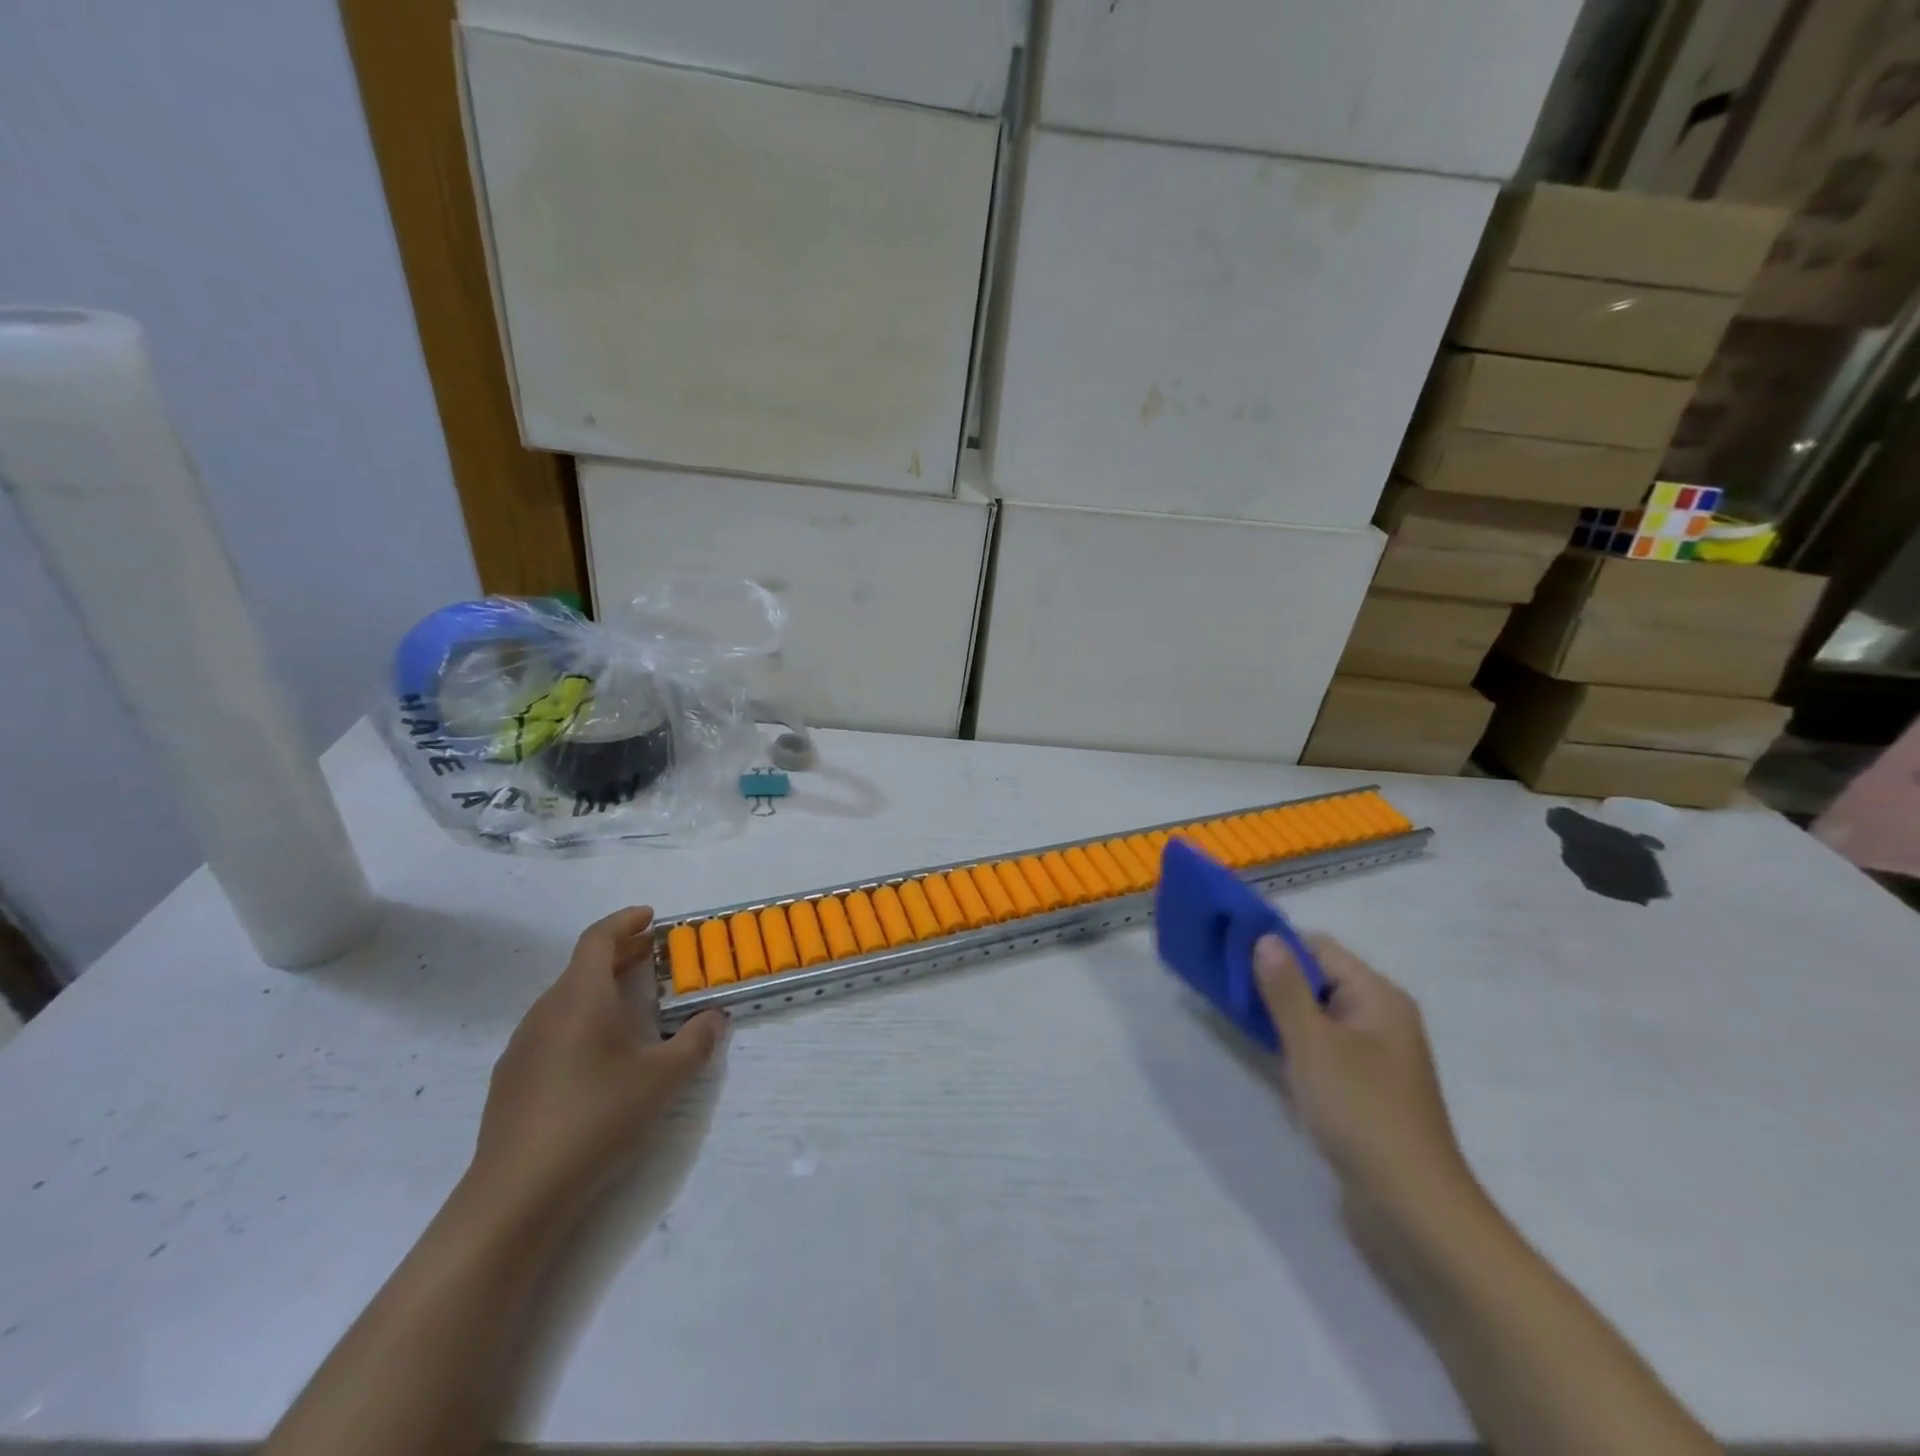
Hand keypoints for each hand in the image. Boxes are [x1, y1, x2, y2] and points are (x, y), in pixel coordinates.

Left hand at [463, 907, 725, 1235]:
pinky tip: (601, 1054)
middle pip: (582, 967)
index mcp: (580, 997)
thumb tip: (714, 1017)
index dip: (625, 921)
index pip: (598, 939)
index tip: (651, 917)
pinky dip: (582, 1020)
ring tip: (635, 1004)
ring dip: (601, 989)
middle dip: (620, 954)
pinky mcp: (512, 1079)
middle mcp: (546, 1011)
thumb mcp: (663, 1079)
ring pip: (566, 999)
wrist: (516, 1194)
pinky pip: (553, 1029)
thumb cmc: (596, 1117)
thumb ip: (696, 1041)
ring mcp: (523, 1046)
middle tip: (654, 955)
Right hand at [1254, 933, 1475, 1222]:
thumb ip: (1285, 988)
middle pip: (1317, 978)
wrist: (1413, 1211)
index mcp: (1378, 997)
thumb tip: (1264, 937)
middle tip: (1222, 984)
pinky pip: (1321, 1048)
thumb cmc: (1362, 1114)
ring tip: (1233, 1014)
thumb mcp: (1314, 1045)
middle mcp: (1379, 1018)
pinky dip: (1292, 1044)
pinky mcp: (1362, 1088)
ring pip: (1316, 1015)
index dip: (1275, 945)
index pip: (1319, 948)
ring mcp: (1372, 1056)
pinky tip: (1264, 1053)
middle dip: (1271, 979)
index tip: (1228, 954)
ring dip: (1278, 1013)